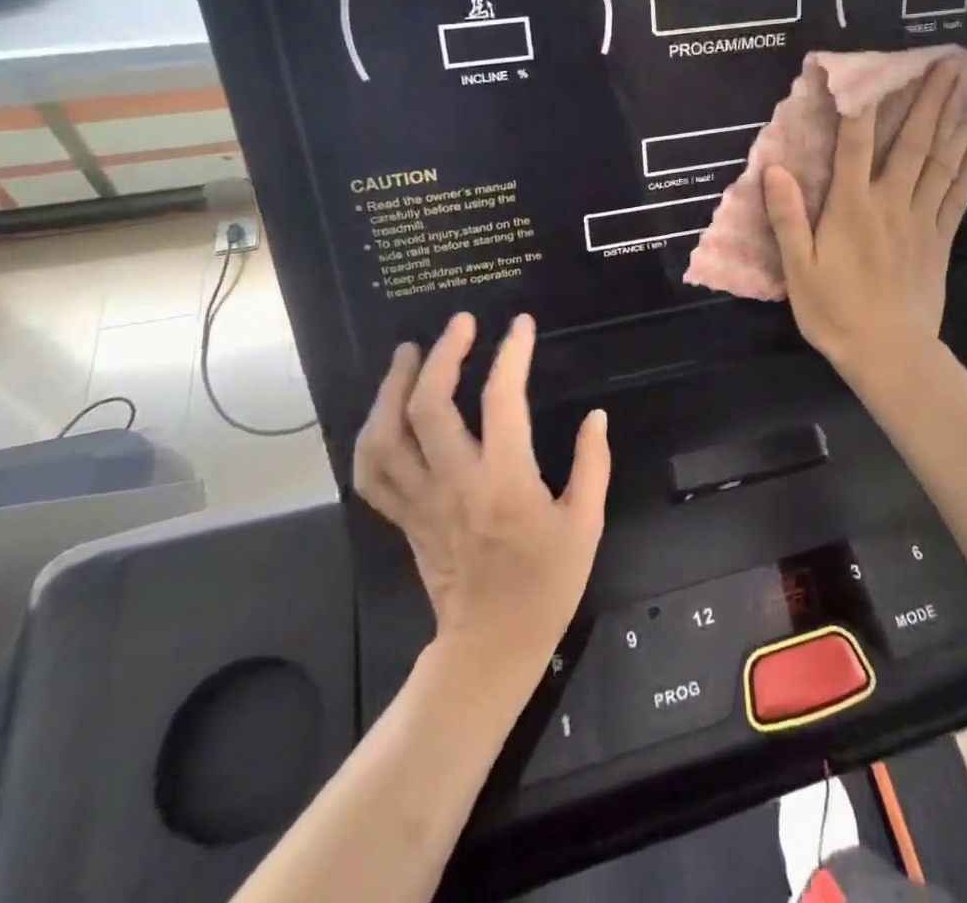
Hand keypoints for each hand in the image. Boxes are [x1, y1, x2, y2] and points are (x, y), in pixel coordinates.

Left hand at [353, 312, 608, 680]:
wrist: (494, 643)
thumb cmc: (548, 582)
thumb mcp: (586, 523)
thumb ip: (593, 464)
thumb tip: (596, 416)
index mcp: (505, 481)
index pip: (502, 400)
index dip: (511, 354)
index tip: (520, 325)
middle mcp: (455, 483)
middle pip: (428, 406)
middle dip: (443, 355)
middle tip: (460, 323)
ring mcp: (421, 501)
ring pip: (385, 435)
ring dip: (392, 387)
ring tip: (410, 353)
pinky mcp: (403, 517)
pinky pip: (371, 474)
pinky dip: (370, 437)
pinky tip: (385, 412)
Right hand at [762, 55, 966, 375]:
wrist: (888, 353)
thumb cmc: (835, 312)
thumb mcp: (797, 269)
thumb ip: (787, 217)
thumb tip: (775, 169)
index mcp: (851, 207)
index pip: (855, 143)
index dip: (859, 102)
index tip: (867, 66)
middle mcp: (891, 201)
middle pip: (914, 140)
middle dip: (931, 96)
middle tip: (950, 58)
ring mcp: (923, 217)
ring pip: (944, 158)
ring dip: (959, 117)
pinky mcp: (942, 236)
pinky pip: (961, 189)